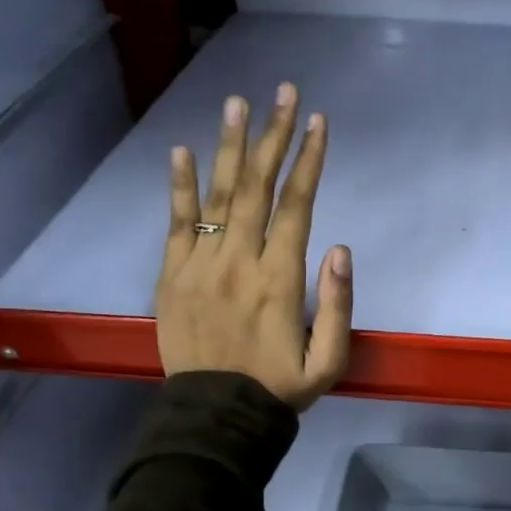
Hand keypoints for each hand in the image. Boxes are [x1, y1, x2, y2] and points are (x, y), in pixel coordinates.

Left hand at [156, 81, 352, 410]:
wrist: (215, 417)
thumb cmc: (280, 388)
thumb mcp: (329, 360)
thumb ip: (338, 304)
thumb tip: (339, 247)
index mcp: (280, 278)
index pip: (296, 205)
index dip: (309, 160)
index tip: (318, 122)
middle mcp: (239, 260)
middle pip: (257, 186)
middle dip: (273, 135)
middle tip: (283, 93)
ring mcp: (199, 265)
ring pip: (217, 195)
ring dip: (229, 146)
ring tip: (236, 103)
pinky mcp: (171, 276)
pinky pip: (175, 223)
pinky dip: (178, 186)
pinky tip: (181, 151)